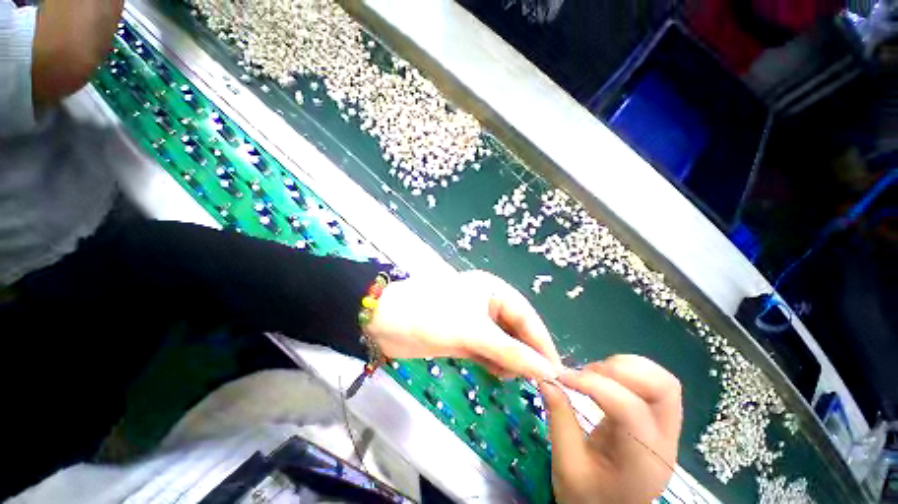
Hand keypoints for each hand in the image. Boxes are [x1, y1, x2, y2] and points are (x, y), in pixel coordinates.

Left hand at [364, 270, 561, 379]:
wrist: (386, 321)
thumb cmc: (432, 316)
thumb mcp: (474, 333)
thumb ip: (511, 352)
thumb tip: (547, 371)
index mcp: (492, 289)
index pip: (525, 315)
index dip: (541, 342)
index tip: (556, 370)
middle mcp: (486, 302)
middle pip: (515, 328)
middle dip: (525, 352)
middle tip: (537, 380)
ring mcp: (474, 319)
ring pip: (501, 341)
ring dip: (509, 359)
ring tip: (512, 377)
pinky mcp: (463, 335)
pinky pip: (487, 349)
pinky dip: (494, 361)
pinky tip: (497, 373)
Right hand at [540, 355, 682, 503]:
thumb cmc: (588, 497)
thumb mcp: (566, 465)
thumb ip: (559, 419)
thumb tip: (546, 378)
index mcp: (641, 461)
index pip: (630, 409)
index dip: (594, 385)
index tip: (563, 377)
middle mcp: (664, 442)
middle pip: (663, 387)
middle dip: (620, 370)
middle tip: (586, 373)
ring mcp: (666, 429)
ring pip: (661, 380)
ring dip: (624, 367)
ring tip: (593, 375)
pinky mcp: (658, 420)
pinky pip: (652, 383)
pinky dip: (627, 370)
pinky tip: (604, 379)